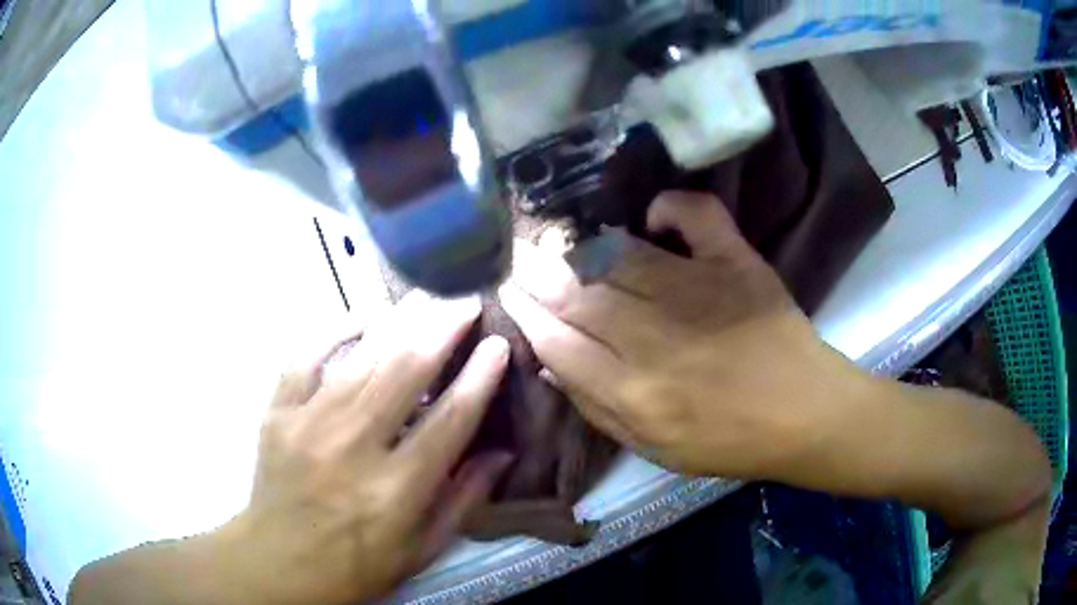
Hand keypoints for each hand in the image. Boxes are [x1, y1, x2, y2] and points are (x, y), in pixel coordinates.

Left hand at [219, 293, 510, 604]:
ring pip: (360, 357)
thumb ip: (463, 501)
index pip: (449, 420)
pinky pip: (305, 356)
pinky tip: (363, 315)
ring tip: (427, 295)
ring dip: (399, 320)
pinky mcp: (278, 412)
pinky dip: (334, 329)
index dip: (478, 378)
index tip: (498, 344)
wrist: (278, 562)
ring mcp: (308, 423)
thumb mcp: (421, 550)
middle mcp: (353, 447)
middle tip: (467, 299)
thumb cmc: (356, 566)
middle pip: (404, 372)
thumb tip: (502, 453)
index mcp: (395, 489)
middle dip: (442, 329)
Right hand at [499, 191, 865, 477]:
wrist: (803, 413)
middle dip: (540, 273)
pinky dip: (672, 206)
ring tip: (556, 240)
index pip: (561, 342)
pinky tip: (650, 214)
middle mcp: (659, 339)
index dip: (528, 314)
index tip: (508, 291)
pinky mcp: (736, 263)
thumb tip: (551, 359)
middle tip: (516, 256)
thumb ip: (597, 408)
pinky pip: (697, 216)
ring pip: (623, 257)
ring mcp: (701, 290)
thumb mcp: (653, 448)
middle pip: (582, 295)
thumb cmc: (727, 441)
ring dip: (582, 247)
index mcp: (636, 394)